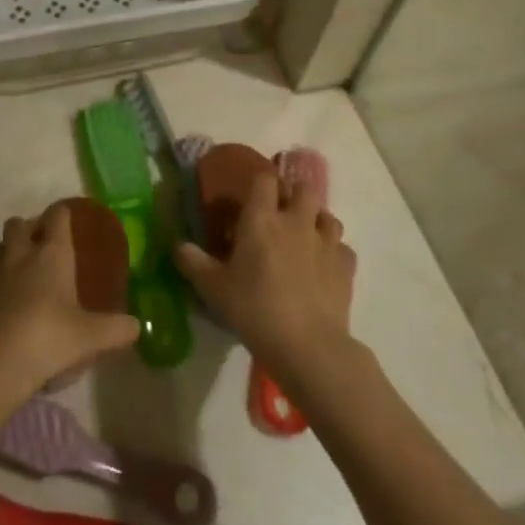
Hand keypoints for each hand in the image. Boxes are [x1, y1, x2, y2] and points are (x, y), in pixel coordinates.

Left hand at [0, 204, 139, 394]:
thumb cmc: (49, 339)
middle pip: (19, 223)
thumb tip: (138, 326)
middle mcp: (19, 251)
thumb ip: (117, 329)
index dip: (62, 214)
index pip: (57, 217)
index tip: (65, 218)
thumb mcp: (91, 337)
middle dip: (28, 228)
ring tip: (9, 265)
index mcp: (52, 254)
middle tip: (37, 245)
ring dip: (1, 248)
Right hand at [175, 169, 356, 381]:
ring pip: (328, 216)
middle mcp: (296, 222)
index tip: (252, 194)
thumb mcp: (213, 288)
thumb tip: (177, 244)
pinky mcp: (346, 267)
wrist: (308, 345)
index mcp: (261, 219)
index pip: (264, 179)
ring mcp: (326, 243)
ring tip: (305, 236)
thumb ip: (192, 262)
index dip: (259, 181)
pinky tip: (324, 266)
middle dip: (294, 194)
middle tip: (281, 212)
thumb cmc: (254, 309)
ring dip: (317, 220)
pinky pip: (343, 248)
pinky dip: (334, 252)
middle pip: (304, 189)